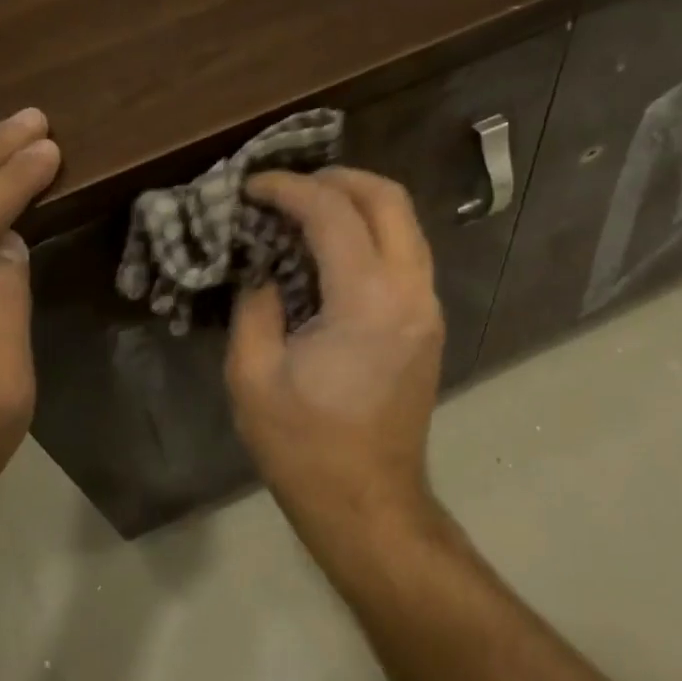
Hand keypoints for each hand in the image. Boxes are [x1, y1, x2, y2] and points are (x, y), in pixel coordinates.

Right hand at [225, 167, 445, 533]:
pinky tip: (332, 249)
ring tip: (308, 209)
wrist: (368, 502)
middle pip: (388, 198)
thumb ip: (256, 306)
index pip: (332, 212)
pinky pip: (406, 254)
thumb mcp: (253, 375)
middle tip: (288, 186)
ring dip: (359, 203)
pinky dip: (372, 233)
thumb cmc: (304, 447)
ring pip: (406, 223)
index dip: (288, 188)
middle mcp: (411, 292)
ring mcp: (428, 307)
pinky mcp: (429, 324)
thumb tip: (265, 270)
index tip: (252, 187)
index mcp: (368, 301)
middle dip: (336, 178)